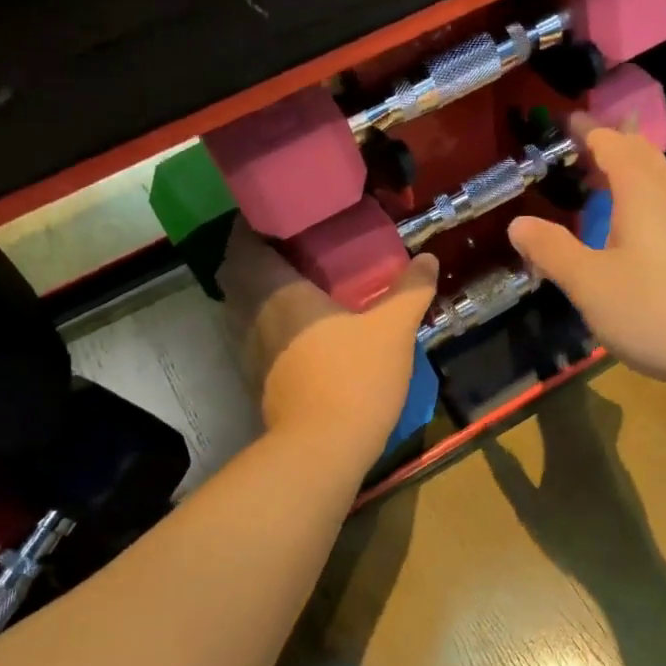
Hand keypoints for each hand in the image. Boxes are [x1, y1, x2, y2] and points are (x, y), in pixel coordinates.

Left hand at [218, 221, 438, 454]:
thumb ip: (410, 291)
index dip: (252, 226)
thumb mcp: (393, 329)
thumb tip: (428, 258)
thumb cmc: (355, 377)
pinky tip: (296, 329)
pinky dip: (265, 323)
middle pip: (237, 275)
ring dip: (258, 291)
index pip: (245, 244)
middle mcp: (253, 316)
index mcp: (278, 292)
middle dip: (255, 257)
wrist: (323, 449)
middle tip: (290, 247)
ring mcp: (250, 351)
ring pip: (241, 308)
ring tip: (293, 283)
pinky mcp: (256, 380)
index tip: (277, 216)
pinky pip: (253, 336)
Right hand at [506, 114, 665, 390]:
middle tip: (590, 149)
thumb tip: (518, 223)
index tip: (568, 122)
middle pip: (646, 158)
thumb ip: (552, 251)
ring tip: (618, 187)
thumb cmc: (654, 308)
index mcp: (643, 194)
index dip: (590, 132)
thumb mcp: (589, 283)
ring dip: (640, 177)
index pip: (614, 146)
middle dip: (617, 146)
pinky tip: (649, 238)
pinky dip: (654, 208)